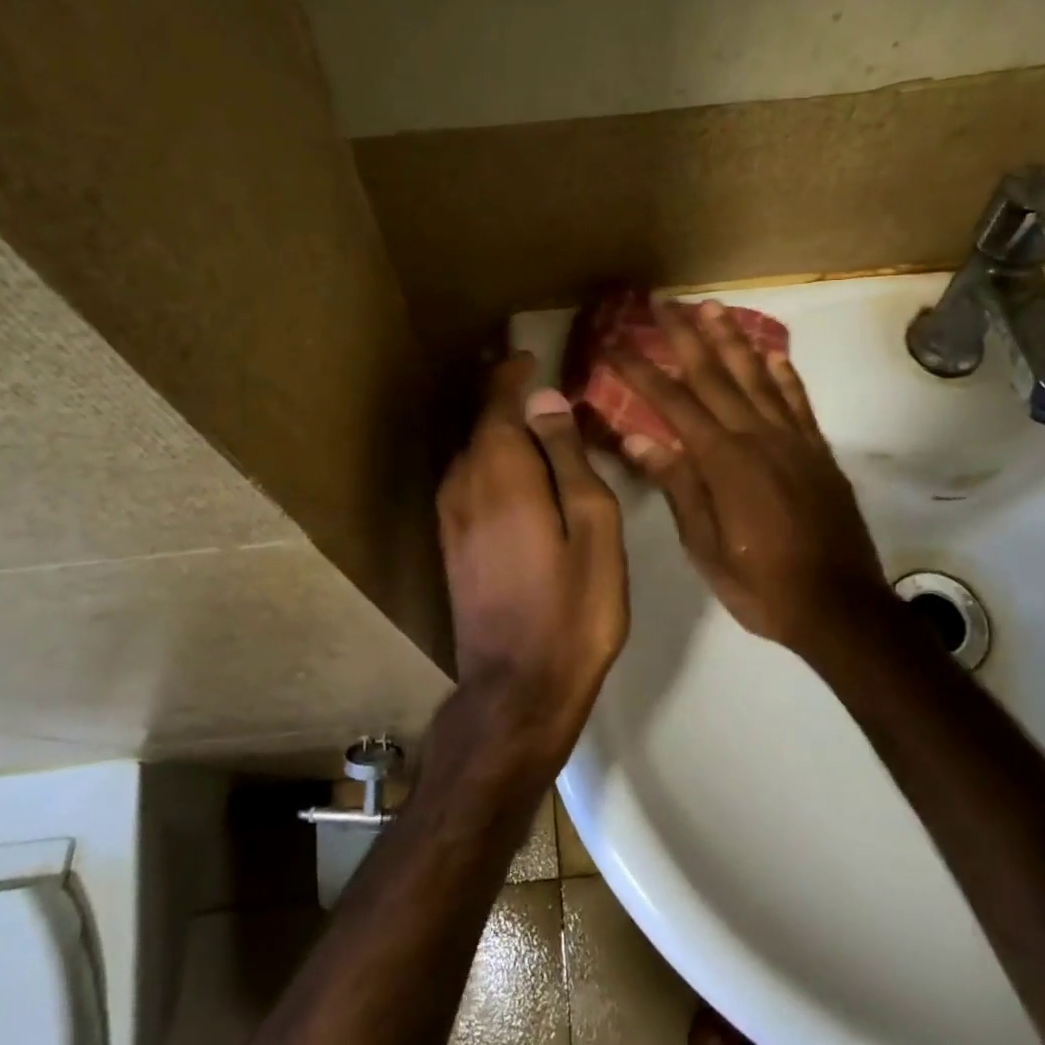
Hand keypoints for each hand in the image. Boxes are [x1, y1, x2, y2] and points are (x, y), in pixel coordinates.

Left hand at [437, 354, 627, 763]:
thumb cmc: (573, 607)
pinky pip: (467, 480)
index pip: (498, 402)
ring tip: (534, 424)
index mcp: (501, 472)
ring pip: (471, 452)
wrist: (518, 688)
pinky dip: (489, 462)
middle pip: (480, 424)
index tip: (533, 357)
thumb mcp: (593, 526)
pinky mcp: (450, 544)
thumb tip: (546, 400)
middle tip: (541, 386)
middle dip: (506, 399)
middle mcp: (463, 484)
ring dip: (497, 430)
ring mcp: (450, 516)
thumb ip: (568, 458)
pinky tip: (515, 474)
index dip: (513, 375)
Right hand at [612, 301, 890, 650]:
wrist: (840, 607)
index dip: (640, 369)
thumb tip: (636, 437)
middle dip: (684, 336)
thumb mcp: (704, 546)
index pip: (672, 402)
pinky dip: (785, 374)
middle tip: (663, 302)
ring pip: (757, 376)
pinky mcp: (818, 451)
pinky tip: (772, 354)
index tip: (614, 342)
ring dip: (732, 339)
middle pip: (714, 374)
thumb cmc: (761, 584)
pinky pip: (798, 402)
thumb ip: (676, 486)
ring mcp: (792, 440)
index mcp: (722, 460)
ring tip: (712, 308)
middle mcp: (757, 436)